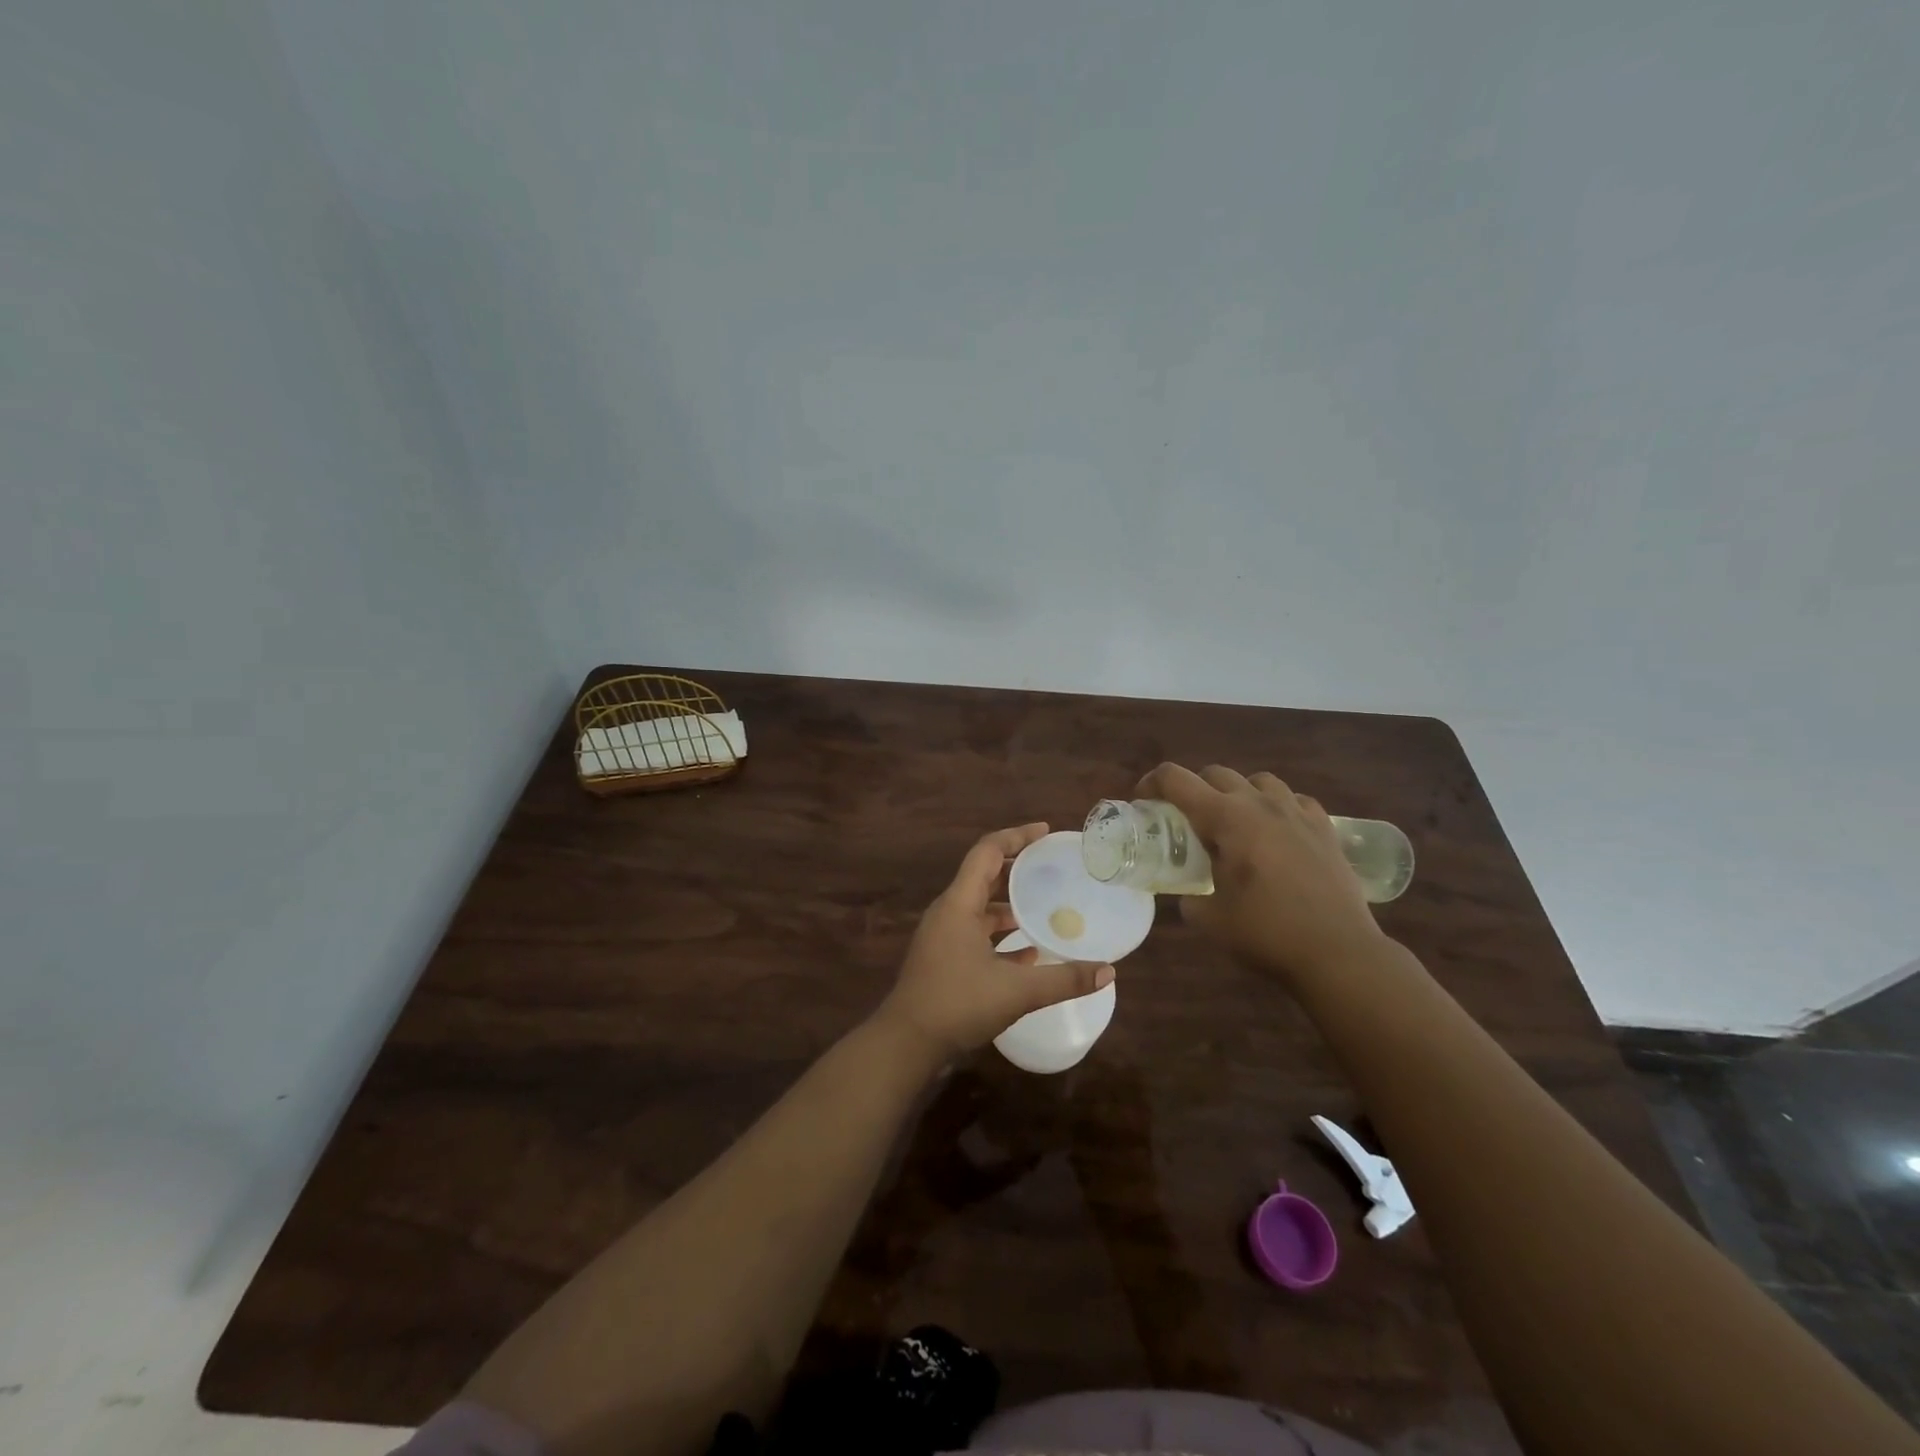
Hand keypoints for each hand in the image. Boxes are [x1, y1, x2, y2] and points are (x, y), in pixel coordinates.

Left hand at [875, 823, 1115, 1061]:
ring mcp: (943, 936)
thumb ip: (1064, 979)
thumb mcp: (1017, 991)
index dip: (1017, 836)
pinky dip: (1000, 935)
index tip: (1046, 833)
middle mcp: (949, 911)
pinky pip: (976, 933)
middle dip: (1017, 868)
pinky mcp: (943, 958)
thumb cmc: (957, 1003)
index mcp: (959, 903)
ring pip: (981, 907)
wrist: (906, 1042)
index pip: (988, 852)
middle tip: (1052, 868)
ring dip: (1010, 905)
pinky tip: (1029, 954)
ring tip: (1047, 908)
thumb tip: (1108, 971)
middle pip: (984, 876)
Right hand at [1137, 763, 1384, 983]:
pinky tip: (1277, 832)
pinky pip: (1294, 800)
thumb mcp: (1208, 919)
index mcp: (1225, 818)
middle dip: (1193, 789)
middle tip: (1186, 819)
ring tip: (1235, 823)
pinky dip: (1277, 808)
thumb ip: (1189, 896)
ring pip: (1258, 780)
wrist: (1338, 952)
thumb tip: (1189, 892)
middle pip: (1215, 773)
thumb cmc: (1266, 933)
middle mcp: (1259, 803)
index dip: (1152, 783)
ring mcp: (1296, 812)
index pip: (1176, 779)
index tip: (1143, 801)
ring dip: (1238, 794)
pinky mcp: (1324, 828)